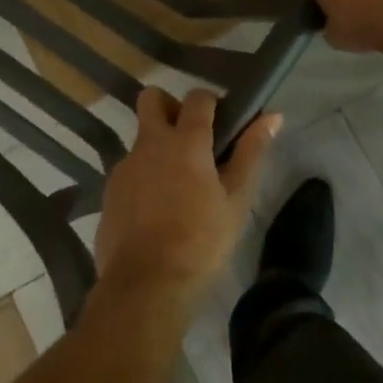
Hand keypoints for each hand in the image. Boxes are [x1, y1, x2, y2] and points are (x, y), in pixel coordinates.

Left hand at [94, 88, 279, 309]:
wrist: (146, 284)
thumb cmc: (201, 241)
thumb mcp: (236, 200)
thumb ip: (251, 152)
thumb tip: (273, 116)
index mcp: (185, 142)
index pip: (197, 98)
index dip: (210, 102)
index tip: (222, 121)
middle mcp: (149, 144)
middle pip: (151, 99)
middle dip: (170, 106)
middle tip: (190, 138)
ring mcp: (125, 166)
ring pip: (140, 138)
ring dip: (158, 147)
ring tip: (178, 185)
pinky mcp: (109, 190)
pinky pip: (129, 169)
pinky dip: (144, 176)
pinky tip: (157, 209)